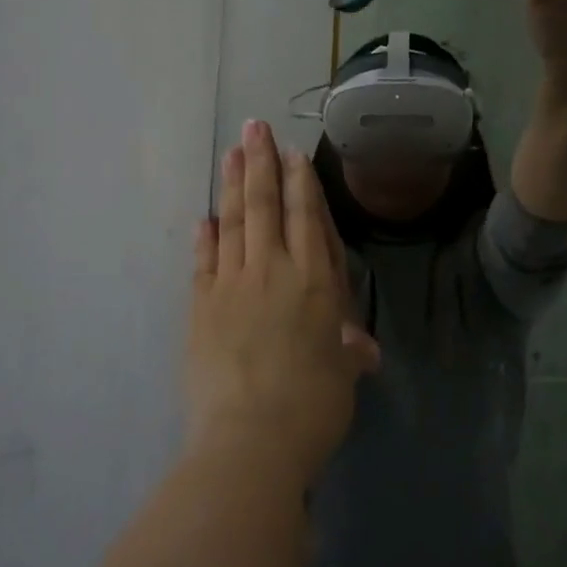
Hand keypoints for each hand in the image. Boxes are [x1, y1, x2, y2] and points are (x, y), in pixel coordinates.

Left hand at [186, 120, 378, 481]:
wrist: (250, 440)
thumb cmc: (312, 408)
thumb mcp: (342, 377)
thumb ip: (349, 352)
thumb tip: (364, 349)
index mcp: (316, 283)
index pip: (307, 218)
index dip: (300, 182)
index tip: (292, 152)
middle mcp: (274, 271)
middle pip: (266, 206)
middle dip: (262, 163)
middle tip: (254, 126)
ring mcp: (232, 285)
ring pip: (233, 221)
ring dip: (233, 184)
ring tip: (232, 152)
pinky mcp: (201, 306)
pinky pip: (203, 261)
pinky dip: (204, 236)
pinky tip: (203, 217)